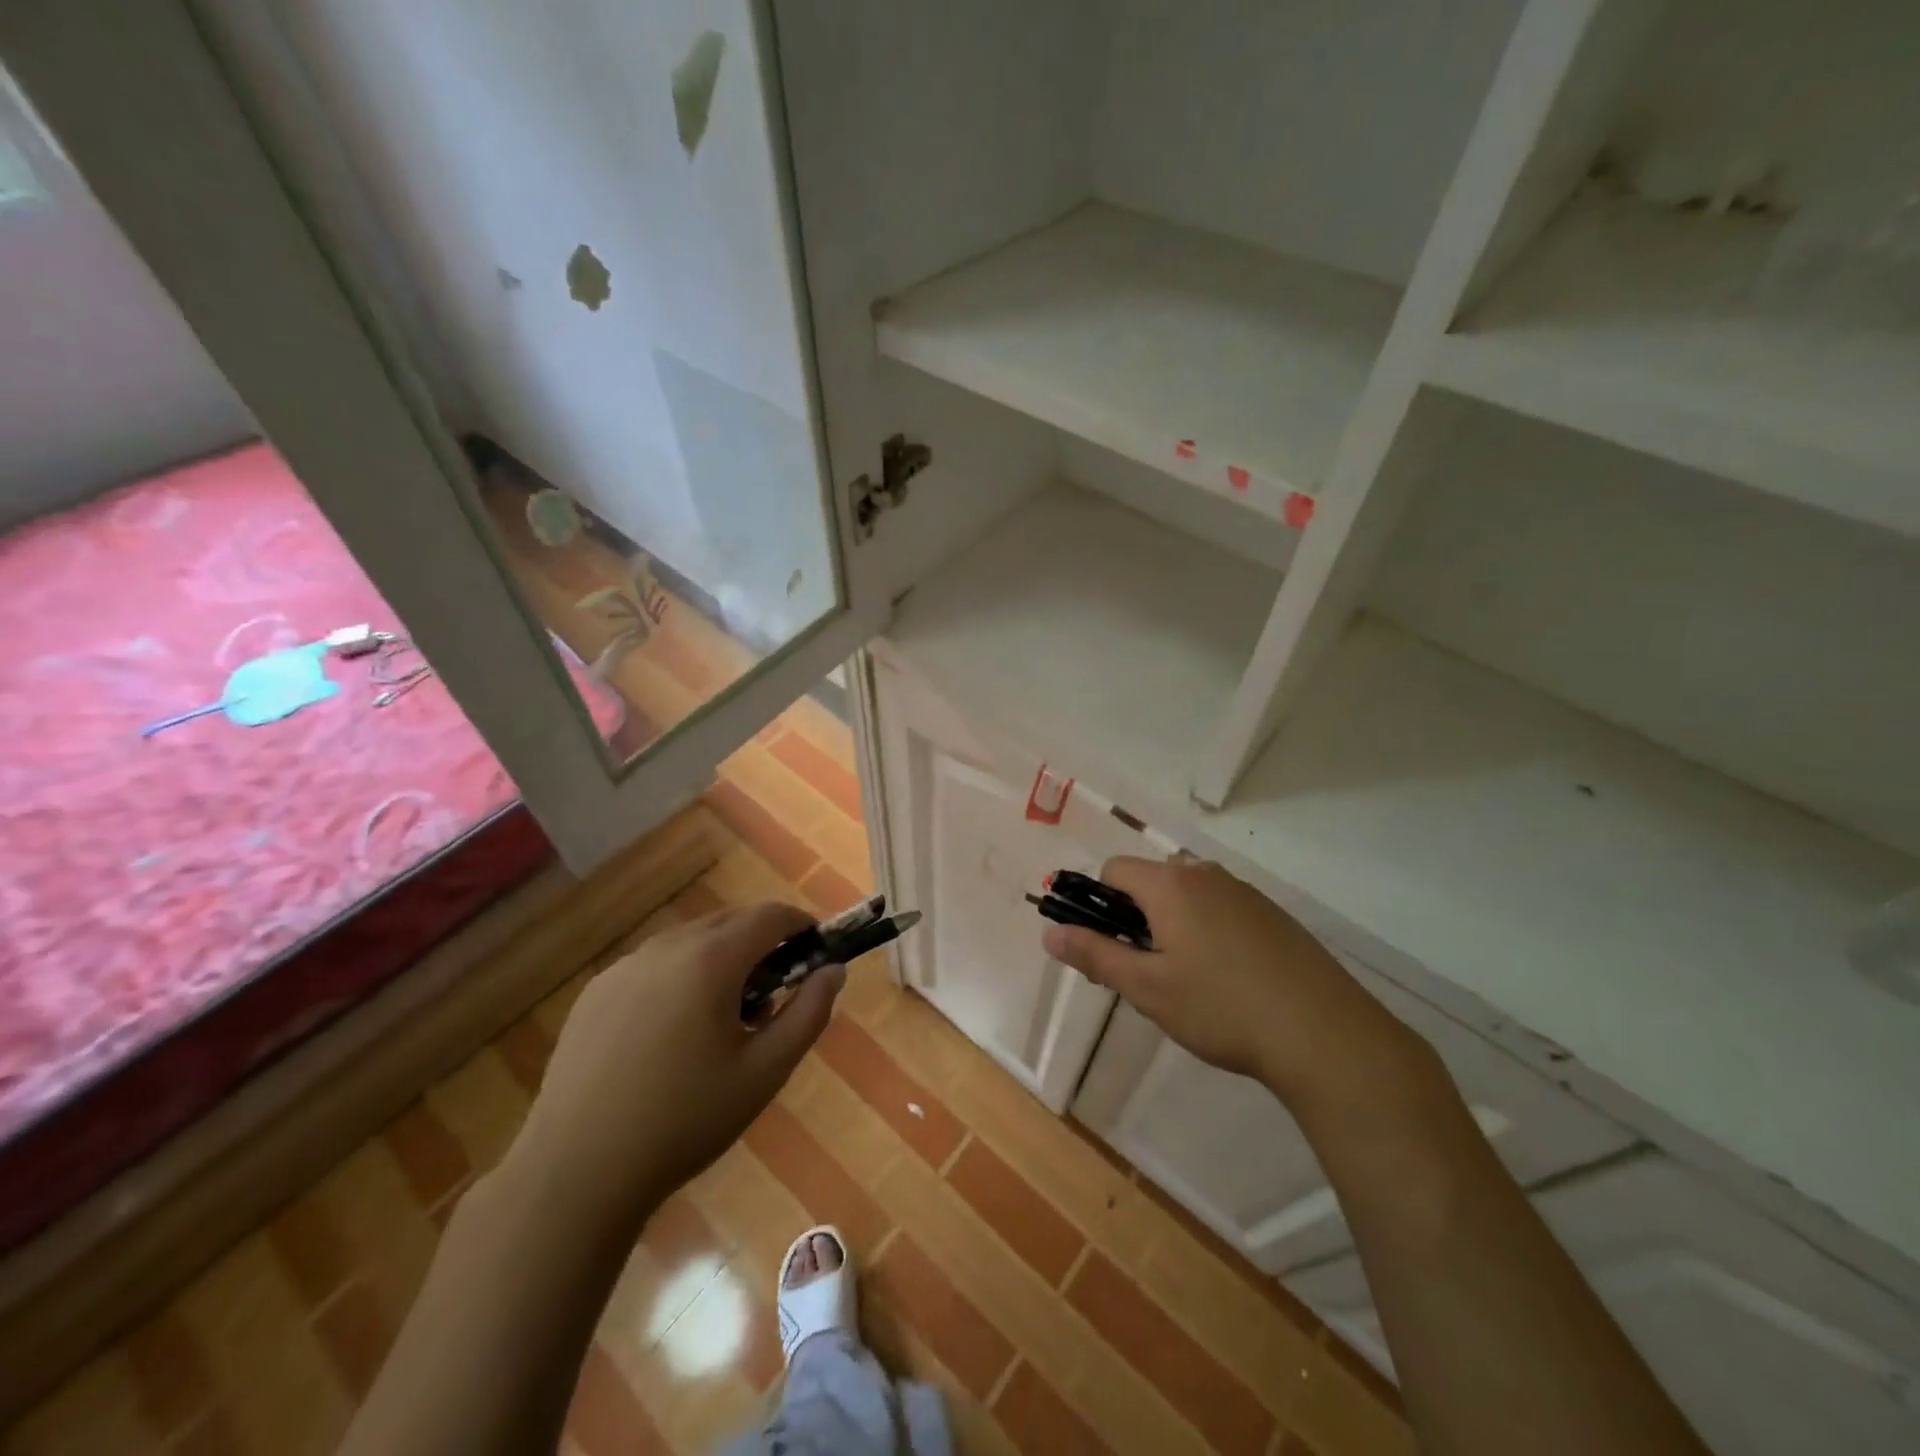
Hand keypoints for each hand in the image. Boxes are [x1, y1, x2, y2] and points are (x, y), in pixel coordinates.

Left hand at [513, 902, 842, 1232]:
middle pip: (729, 923)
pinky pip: (653, 965)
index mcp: (711, 960)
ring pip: (690, 942)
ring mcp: (624, 967)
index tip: (815, 949)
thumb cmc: (685, 1121)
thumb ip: (809, 1013)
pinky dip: (679, 977)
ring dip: (719, 959)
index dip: (800, 925)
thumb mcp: (765, 1071)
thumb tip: (833, 970)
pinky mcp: (595, 991)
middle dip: (761, 944)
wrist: (577, 1172)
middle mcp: (666, 947)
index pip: (770, 916)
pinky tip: (671, 1034)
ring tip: (721, 1018)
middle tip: (772, 994)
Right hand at [1042, 857, 1435, 1119]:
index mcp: (1171, 884)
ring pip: (1189, 895)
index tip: (1108, 947)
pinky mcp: (1274, 915)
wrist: (1325, 1034)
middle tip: (1146, 971)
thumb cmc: (1221, 1008)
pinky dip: (1209, 931)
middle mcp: (1206, 875)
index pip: (1114, 870)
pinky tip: (1230, 980)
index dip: (1099, 904)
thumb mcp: (1147, 988)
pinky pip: (1222, 908)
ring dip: (1173, 924)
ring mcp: (1245, 893)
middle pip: (1152, 880)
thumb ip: (1095, 955)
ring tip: (1188, 980)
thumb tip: (1050, 933)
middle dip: (1136, 916)